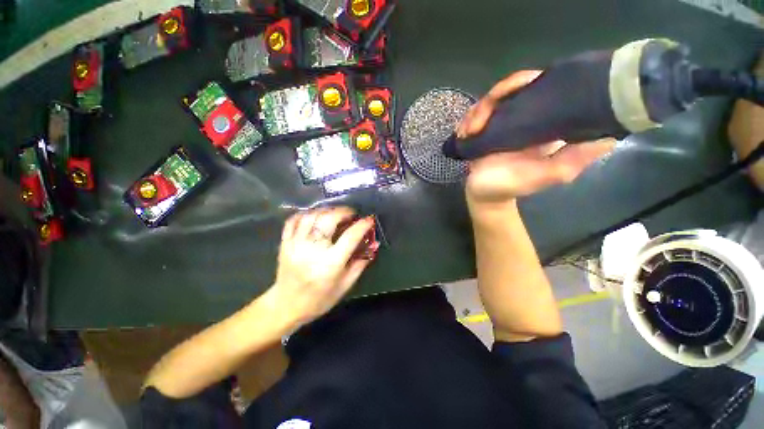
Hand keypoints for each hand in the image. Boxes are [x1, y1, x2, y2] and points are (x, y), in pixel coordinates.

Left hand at [268, 207, 373, 326]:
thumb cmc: (319, 299)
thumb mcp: (345, 285)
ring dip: (326, 211)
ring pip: (311, 216)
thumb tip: (374, 243)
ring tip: (335, 214)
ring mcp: (295, 245)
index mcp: (330, 263)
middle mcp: (312, 250)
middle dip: (343, 211)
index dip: (362, 225)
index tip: (369, 219)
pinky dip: (306, 214)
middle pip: (328, 219)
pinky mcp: (284, 243)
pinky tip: (315, 217)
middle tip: (351, 214)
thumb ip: (361, 263)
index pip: (350, 237)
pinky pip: (293, 220)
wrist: (286, 306)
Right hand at [457, 70, 615, 205]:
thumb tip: (611, 137)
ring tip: (468, 132)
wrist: (483, 196)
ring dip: (475, 114)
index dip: (524, 82)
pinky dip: (466, 122)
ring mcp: (498, 124)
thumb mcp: (548, 176)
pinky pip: (472, 116)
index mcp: (539, 123)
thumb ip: (574, 159)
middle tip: (478, 122)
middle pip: (509, 89)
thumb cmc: (512, 187)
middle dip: (493, 99)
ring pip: (488, 101)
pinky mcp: (481, 131)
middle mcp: (520, 118)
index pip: (537, 87)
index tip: (515, 90)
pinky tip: (463, 134)